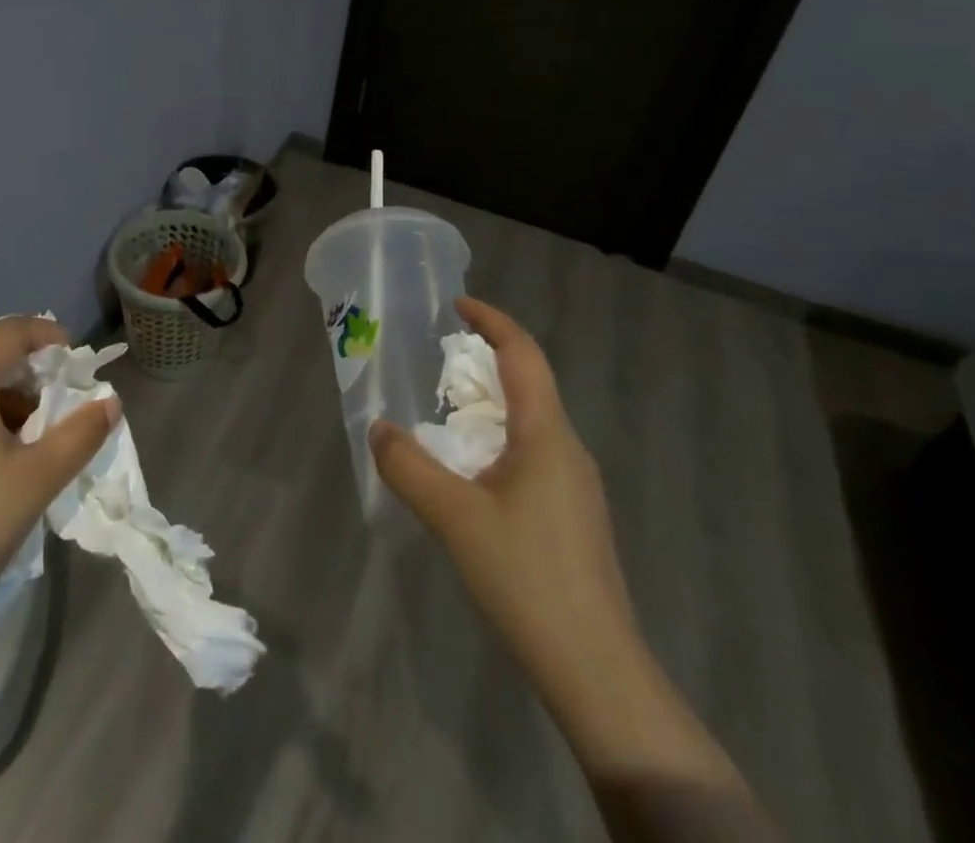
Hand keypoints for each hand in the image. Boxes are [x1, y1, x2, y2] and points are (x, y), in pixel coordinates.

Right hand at [369, 297, 634, 691]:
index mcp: (548, 434)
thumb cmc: (527, 578)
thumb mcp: (454, 517)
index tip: (456, 305)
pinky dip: (498, 441)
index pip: (524, 354)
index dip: (492, 321)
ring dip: (490, 405)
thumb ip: (409, 467)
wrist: (596, 670)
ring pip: (531, 423)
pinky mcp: (572, 517)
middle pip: (529, 384)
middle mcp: (568, 449)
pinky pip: (533, 455)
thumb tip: (379, 428)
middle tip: (438, 361)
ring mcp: (576, 486)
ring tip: (446, 414)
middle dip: (485, 362)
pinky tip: (471, 474)